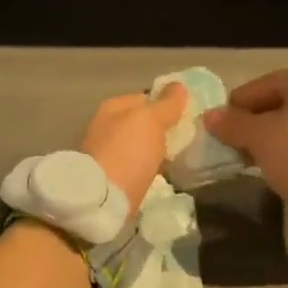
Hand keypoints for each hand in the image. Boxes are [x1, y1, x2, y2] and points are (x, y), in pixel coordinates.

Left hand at [79, 84, 187, 212]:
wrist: (100, 201)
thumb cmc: (126, 153)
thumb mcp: (151, 121)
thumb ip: (167, 104)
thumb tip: (179, 86)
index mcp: (113, 107)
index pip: (146, 98)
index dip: (167, 105)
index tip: (187, 119)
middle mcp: (105, 126)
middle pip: (141, 124)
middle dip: (161, 132)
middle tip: (185, 142)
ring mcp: (104, 153)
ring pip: (138, 147)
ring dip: (154, 153)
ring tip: (177, 162)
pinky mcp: (108, 179)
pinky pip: (134, 168)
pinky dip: (146, 171)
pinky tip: (160, 177)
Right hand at [204, 66, 287, 214]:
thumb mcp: (260, 138)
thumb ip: (233, 125)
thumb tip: (210, 116)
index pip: (260, 86)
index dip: (236, 108)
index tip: (221, 130)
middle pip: (282, 103)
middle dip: (258, 124)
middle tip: (239, 148)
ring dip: (279, 138)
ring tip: (262, 161)